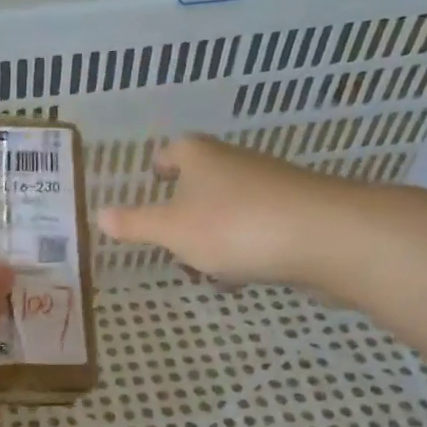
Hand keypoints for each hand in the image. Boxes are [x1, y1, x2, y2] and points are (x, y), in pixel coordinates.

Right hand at [98, 135, 356, 284]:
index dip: (160, 164)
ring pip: (231, 207)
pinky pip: (260, 227)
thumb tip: (98, 214)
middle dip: (185, 208)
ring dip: (214, 233)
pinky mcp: (300, 213)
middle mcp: (236, 163)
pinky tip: (242, 276)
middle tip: (168, 237)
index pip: (173, 150)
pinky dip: (246, 246)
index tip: (152, 179)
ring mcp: (272, 186)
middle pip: (203, 179)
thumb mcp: (171, 230)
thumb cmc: (234, 226)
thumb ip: (135, 224)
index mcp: (200, 157)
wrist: (327, 237)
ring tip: (202, 268)